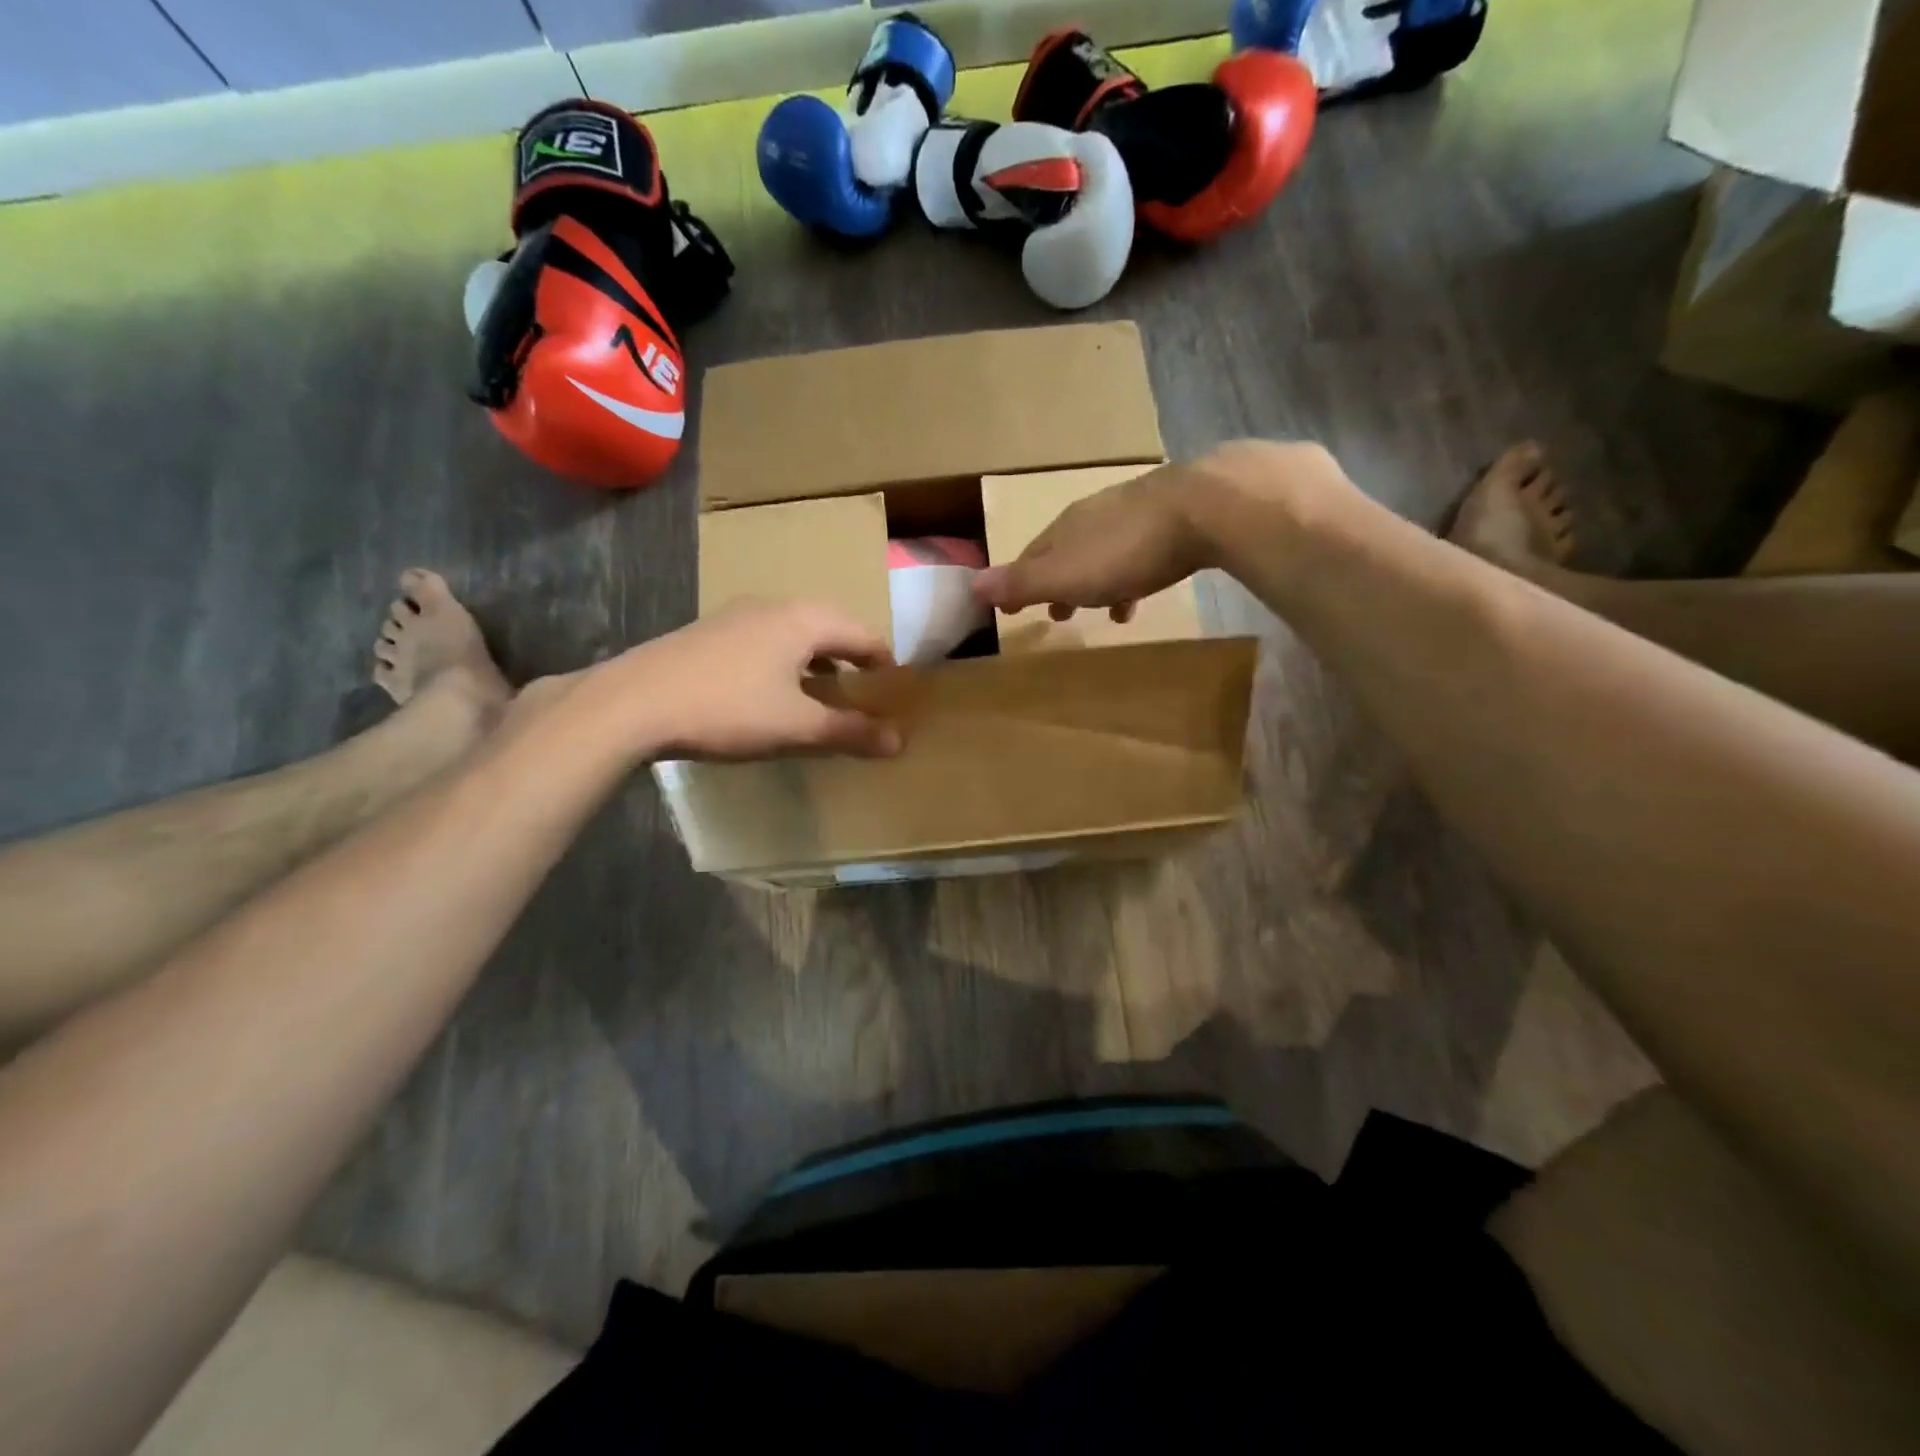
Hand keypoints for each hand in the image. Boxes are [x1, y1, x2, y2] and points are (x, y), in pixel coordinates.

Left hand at [622, 598, 901, 761]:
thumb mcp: (797, 727)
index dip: (886, 663)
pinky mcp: (710, 632)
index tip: (897, 692)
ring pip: (795, 632)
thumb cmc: (728, 709)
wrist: (632, 703)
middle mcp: (775, 606)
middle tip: (865, 691)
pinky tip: (773, 691)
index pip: (864, 635)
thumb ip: (851, 732)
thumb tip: (900, 740)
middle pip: (830, 627)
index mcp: (805, 620)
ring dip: (818, 659)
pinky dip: (786, 661)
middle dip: (853, 658)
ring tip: (824, 692)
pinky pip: (766, 640)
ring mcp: (737, 615)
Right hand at [972, 440, 1342, 619]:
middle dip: (1059, 584)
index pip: (1030, 556)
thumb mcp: (1065, 574)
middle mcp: (1093, 514)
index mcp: (1064, 528)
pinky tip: (1142, 593)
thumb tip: (970, 586)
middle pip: (1066, 553)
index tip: (1012, 607)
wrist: (1203, 507)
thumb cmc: (1126, 550)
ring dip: (1097, 583)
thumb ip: (1021, 581)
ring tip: (1102, 613)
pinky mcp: (1170, 516)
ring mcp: (1133, 511)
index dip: (1018, 583)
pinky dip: (1132, 575)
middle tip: (1057, 615)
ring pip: (1103, 552)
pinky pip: (1139, 551)